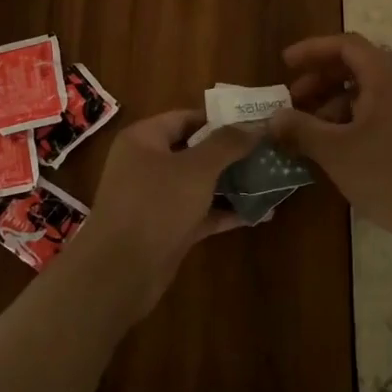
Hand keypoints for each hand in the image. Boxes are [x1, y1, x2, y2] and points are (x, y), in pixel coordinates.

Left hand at [69, 111, 256, 315]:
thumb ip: (228, 144)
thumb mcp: (197, 168)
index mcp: (143, 139)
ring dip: (232, 183)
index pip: (186, 118)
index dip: (221, 119)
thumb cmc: (155, 206)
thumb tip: (257, 124)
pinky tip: (258, 212)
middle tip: (269, 151)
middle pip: (195, 150)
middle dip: (231, 153)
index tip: (256, 123)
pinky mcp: (165, 229)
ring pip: (199, 183)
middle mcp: (146, 164)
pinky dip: (224, 211)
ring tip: (271, 179)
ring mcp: (155, 199)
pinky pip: (199, 212)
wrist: (119, 273)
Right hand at [268, 33, 391, 253]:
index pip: (347, 45)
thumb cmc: (388, 176)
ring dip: (336, 101)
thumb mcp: (335, 152)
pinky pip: (382, 109)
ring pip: (369, 90)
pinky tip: (338, 145)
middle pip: (358, 65)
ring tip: (312, 130)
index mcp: (387, 78)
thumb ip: (301, 129)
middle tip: (294, 99)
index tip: (286, 64)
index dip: (313, 50)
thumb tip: (273, 118)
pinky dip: (355, 117)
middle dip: (321, 78)